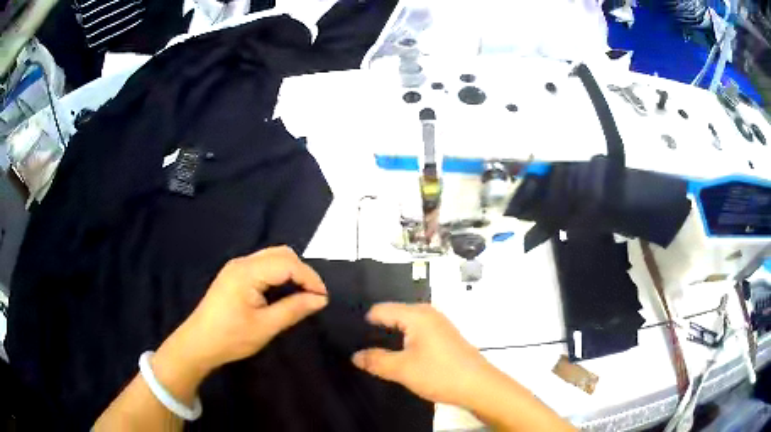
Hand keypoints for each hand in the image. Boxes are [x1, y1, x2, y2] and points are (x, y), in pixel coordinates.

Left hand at [160, 246, 327, 376]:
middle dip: (302, 271)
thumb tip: (320, 299)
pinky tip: (283, 291)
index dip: (310, 278)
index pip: (287, 264)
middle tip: (314, 295)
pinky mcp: (234, 275)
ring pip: (272, 257)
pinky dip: (279, 274)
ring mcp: (236, 267)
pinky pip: (263, 265)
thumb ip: (294, 309)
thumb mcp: (265, 327)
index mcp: (247, 272)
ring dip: (291, 271)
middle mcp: (242, 262)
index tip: (323, 298)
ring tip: (302, 294)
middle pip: (281, 254)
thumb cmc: (231, 337)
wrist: (198, 343)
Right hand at [351, 303, 495, 407]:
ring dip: (389, 338)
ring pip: (404, 325)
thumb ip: (375, 361)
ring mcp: (437, 324)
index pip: (379, 310)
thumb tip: (354, 355)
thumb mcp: (402, 369)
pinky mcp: (443, 336)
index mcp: (416, 314)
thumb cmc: (440, 373)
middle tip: (357, 348)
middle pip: (392, 315)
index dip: (362, 324)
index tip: (347, 338)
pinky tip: (396, 356)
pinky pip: (415, 333)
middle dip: (375, 331)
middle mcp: (427, 313)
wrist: (478, 386)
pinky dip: (403, 342)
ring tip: (372, 354)